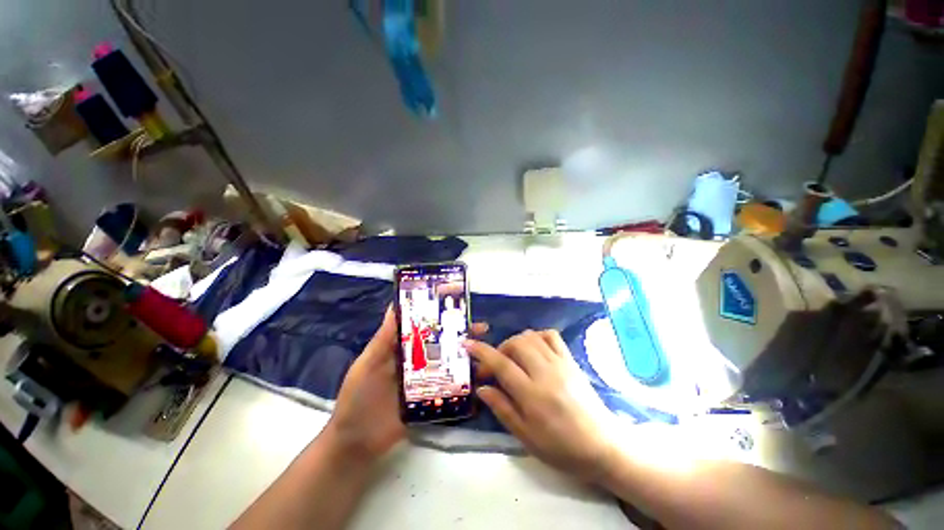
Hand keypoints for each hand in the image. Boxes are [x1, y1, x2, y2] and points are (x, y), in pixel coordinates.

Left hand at [327, 307, 487, 461]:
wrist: (356, 444)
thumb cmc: (358, 398)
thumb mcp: (367, 364)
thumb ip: (383, 338)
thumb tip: (394, 306)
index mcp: (402, 349)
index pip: (424, 328)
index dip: (440, 318)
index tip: (459, 309)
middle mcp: (416, 362)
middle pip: (441, 344)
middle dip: (460, 335)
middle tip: (481, 329)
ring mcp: (425, 382)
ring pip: (448, 364)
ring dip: (466, 356)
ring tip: (486, 351)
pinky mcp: (430, 400)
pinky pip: (449, 387)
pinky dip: (463, 381)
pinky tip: (479, 377)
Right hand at [466, 330, 615, 482]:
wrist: (603, 445)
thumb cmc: (561, 448)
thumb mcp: (526, 437)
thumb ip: (502, 408)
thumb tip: (482, 388)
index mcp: (532, 395)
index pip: (501, 364)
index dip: (482, 352)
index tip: (468, 344)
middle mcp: (545, 373)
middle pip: (515, 344)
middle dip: (499, 349)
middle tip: (495, 365)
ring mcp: (560, 363)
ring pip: (531, 337)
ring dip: (516, 342)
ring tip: (513, 358)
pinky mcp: (570, 360)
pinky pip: (551, 336)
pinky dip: (537, 336)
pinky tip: (533, 348)